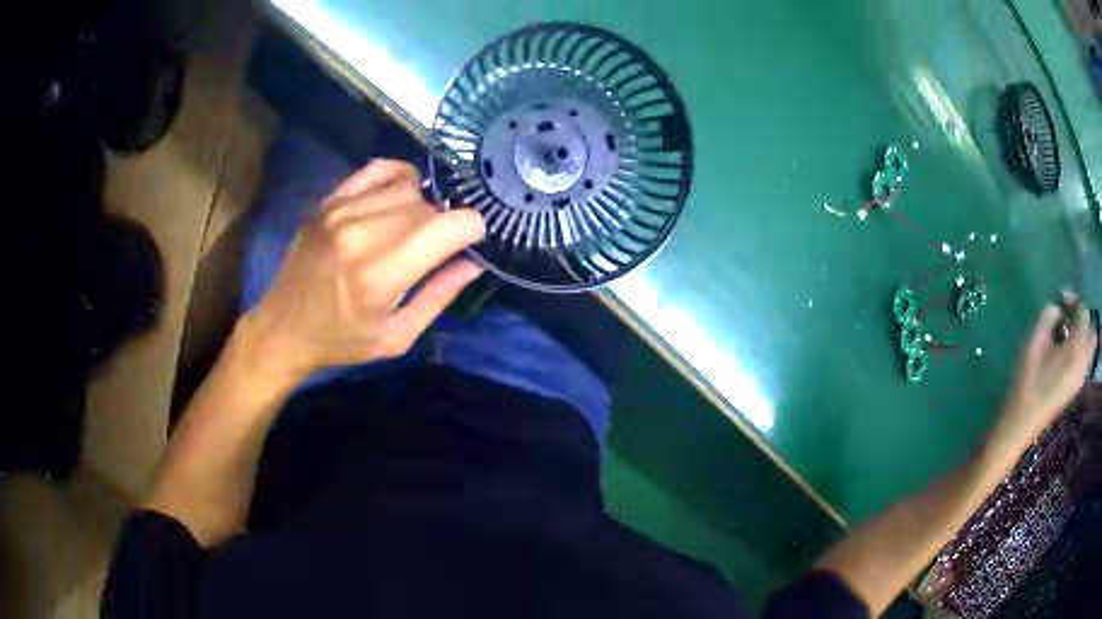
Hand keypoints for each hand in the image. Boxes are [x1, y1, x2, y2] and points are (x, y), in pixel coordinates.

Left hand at [237, 160, 484, 383]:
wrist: (283, 327)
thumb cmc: (341, 340)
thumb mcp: (397, 337)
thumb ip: (439, 296)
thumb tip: (475, 261)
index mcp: (381, 276)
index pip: (451, 226)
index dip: (472, 230)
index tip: (470, 244)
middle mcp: (361, 234)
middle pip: (431, 206)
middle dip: (445, 224)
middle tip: (436, 247)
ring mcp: (341, 211)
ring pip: (408, 186)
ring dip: (422, 205)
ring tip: (412, 228)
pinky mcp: (328, 201)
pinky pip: (378, 168)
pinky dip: (399, 177)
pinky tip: (398, 197)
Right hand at [992, 292, 1096, 451]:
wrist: (1022, 425)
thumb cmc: (1027, 382)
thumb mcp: (1034, 342)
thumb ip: (1048, 317)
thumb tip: (1058, 310)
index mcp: (1076, 349)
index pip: (1083, 313)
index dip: (1074, 300)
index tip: (1061, 298)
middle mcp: (1083, 363)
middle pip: (1091, 331)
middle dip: (1082, 319)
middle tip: (1067, 317)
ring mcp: (1080, 378)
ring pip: (1089, 348)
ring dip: (1082, 335)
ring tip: (1066, 335)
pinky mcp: (1076, 388)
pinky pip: (1085, 361)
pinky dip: (1080, 350)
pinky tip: (1065, 354)